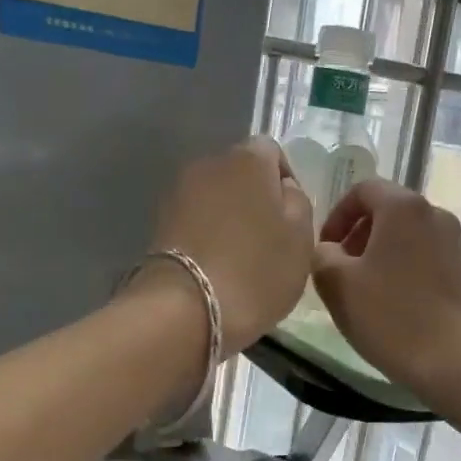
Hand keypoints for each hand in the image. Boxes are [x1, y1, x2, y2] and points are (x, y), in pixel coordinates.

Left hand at [145, 137, 313, 350]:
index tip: (292, 218)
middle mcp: (209, 164)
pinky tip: (216, 267)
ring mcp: (178, 193)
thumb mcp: (301, 238)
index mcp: (248, 159)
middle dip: (255, 199)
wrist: (185, 309)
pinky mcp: (159, 223)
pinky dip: (207, 236)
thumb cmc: (256, 270)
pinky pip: (195, 221)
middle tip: (269, 240)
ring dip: (229, 218)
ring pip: (215, 198)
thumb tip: (283, 188)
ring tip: (241, 258)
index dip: (286, 181)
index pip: (272, 152)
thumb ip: (298, 202)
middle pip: (240, 174)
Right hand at [312, 180, 460, 400]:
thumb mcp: (336, 284)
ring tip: (368, 290)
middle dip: (359, 235)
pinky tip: (397, 304)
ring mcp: (458, 243)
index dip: (337, 216)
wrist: (454, 361)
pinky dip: (407, 268)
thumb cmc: (389, 317)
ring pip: (410, 236)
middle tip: (342, 270)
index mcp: (403, 208)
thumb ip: (321, 255)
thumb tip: (328, 249)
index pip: (362, 191)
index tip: (325, 249)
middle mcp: (436, 214)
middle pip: (389, 211)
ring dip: (383, 253)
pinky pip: (428, 257)